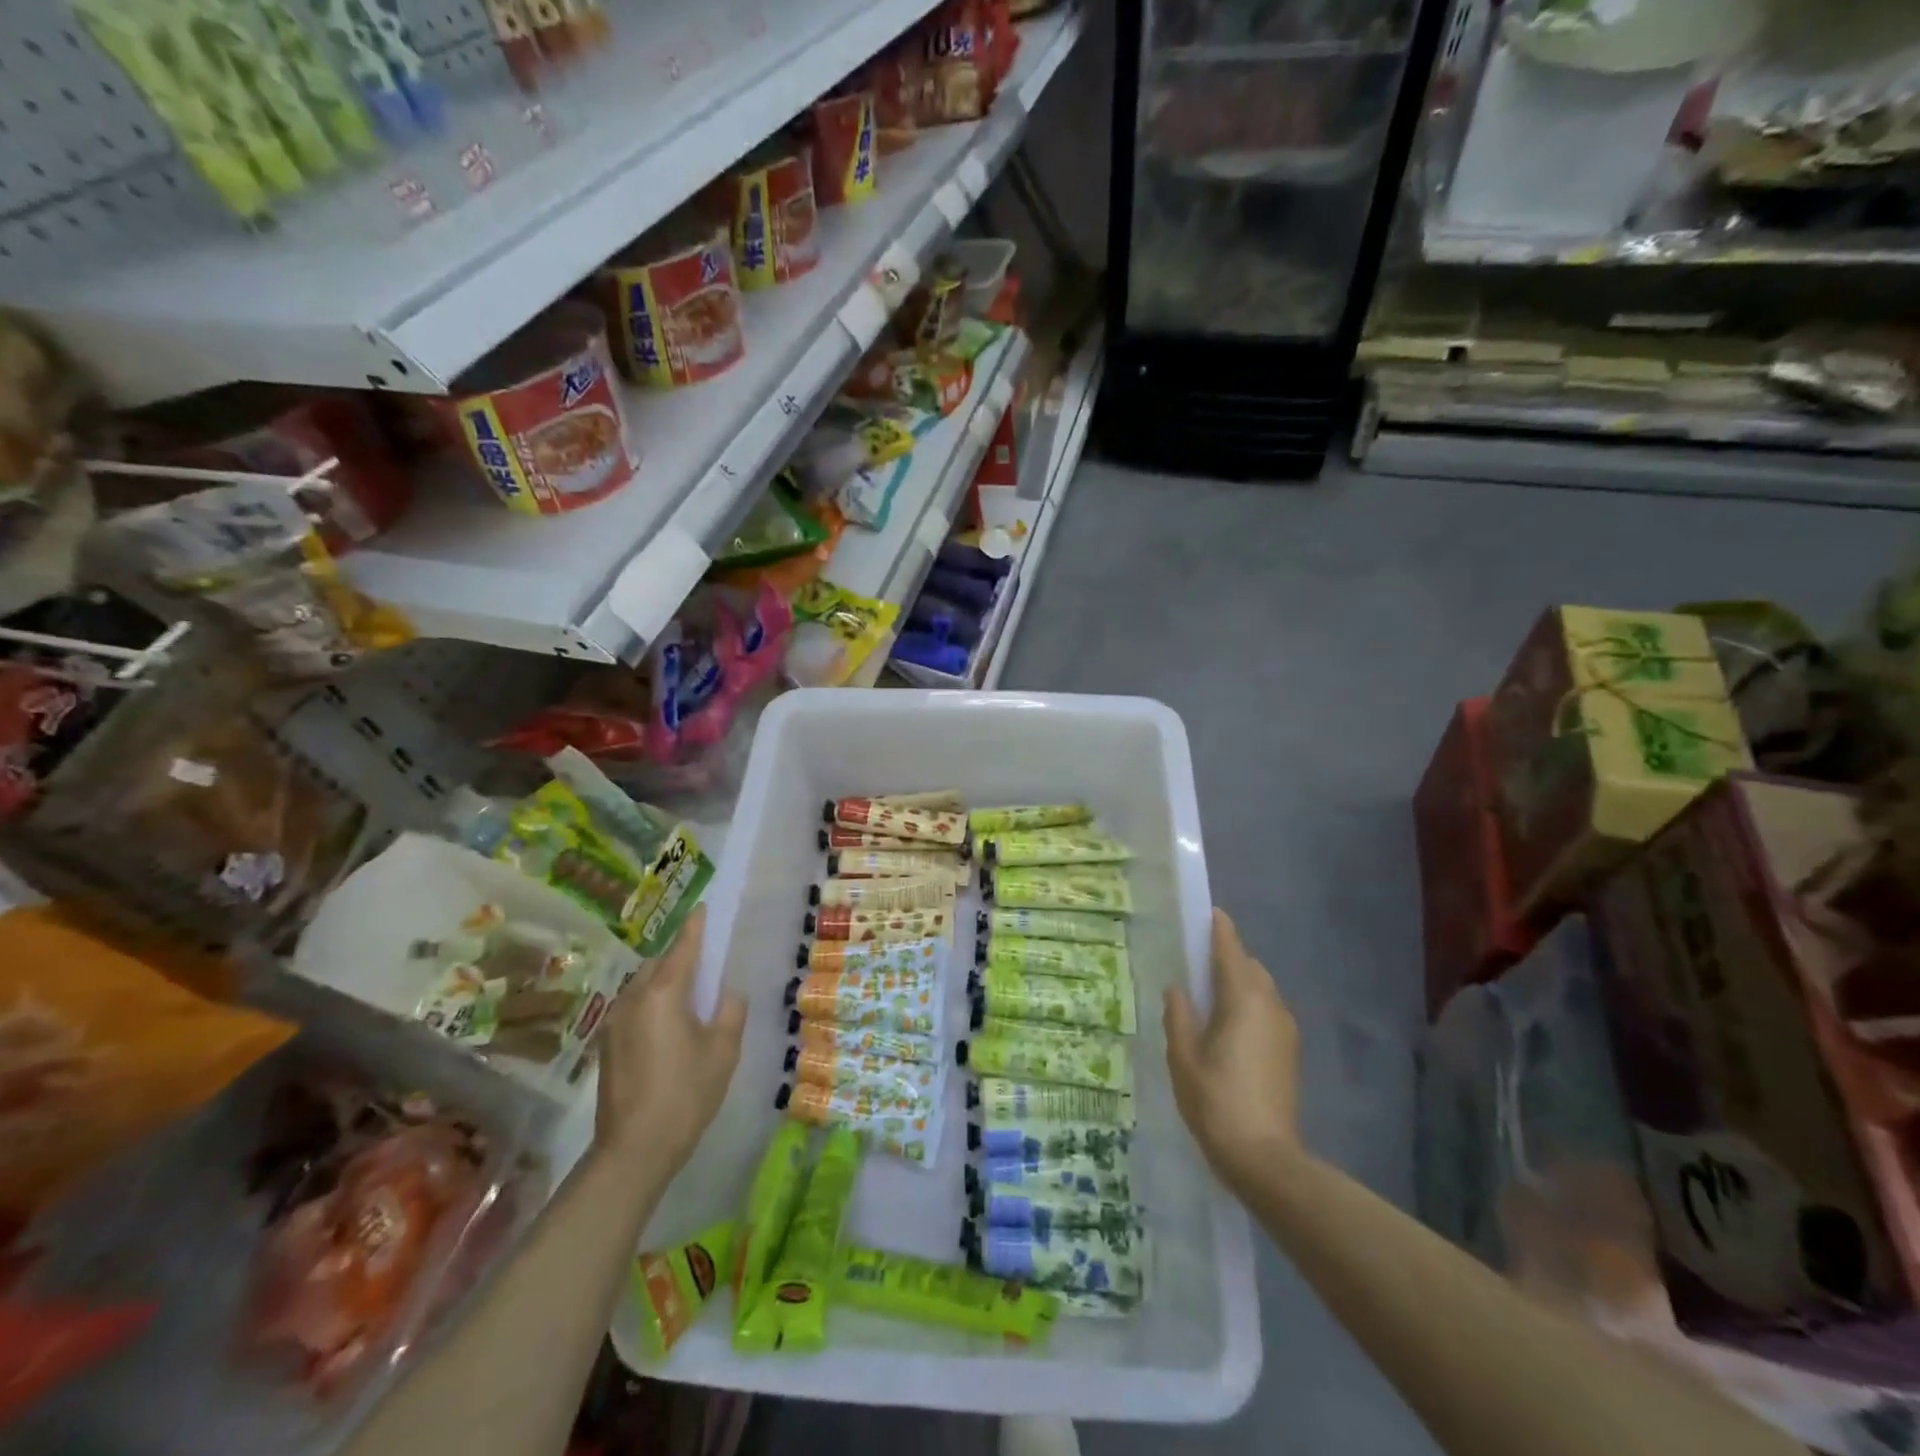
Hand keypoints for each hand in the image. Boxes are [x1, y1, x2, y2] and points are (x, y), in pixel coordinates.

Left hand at [594, 905, 745, 1174]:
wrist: (634, 1150)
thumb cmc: (686, 1094)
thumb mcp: (724, 1051)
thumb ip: (730, 1012)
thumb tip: (726, 994)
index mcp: (664, 993)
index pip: (683, 948)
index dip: (696, 926)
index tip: (703, 907)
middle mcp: (633, 999)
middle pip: (658, 964)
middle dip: (679, 957)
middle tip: (704, 963)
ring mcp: (615, 1022)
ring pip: (642, 985)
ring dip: (664, 981)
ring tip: (689, 995)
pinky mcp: (608, 1045)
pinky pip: (634, 1007)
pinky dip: (652, 1002)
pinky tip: (668, 1024)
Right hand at [1165, 909, 1302, 1193]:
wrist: (1265, 1158)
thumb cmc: (1216, 1100)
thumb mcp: (1183, 1056)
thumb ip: (1179, 1015)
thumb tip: (1178, 988)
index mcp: (1243, 999)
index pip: (1231, 950)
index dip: (1219, 929)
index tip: (1209, 912)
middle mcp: (1270, 1005)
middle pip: (1249, 967)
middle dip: (1227, 957)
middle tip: (1197, 961)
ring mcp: (1285, 1030)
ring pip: (1261, 990)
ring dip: (1239, 983)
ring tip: (1209, 996)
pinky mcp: (1290, 1053)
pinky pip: (1267, 1012)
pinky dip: (1249, 1006)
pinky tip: (1227, 1026)